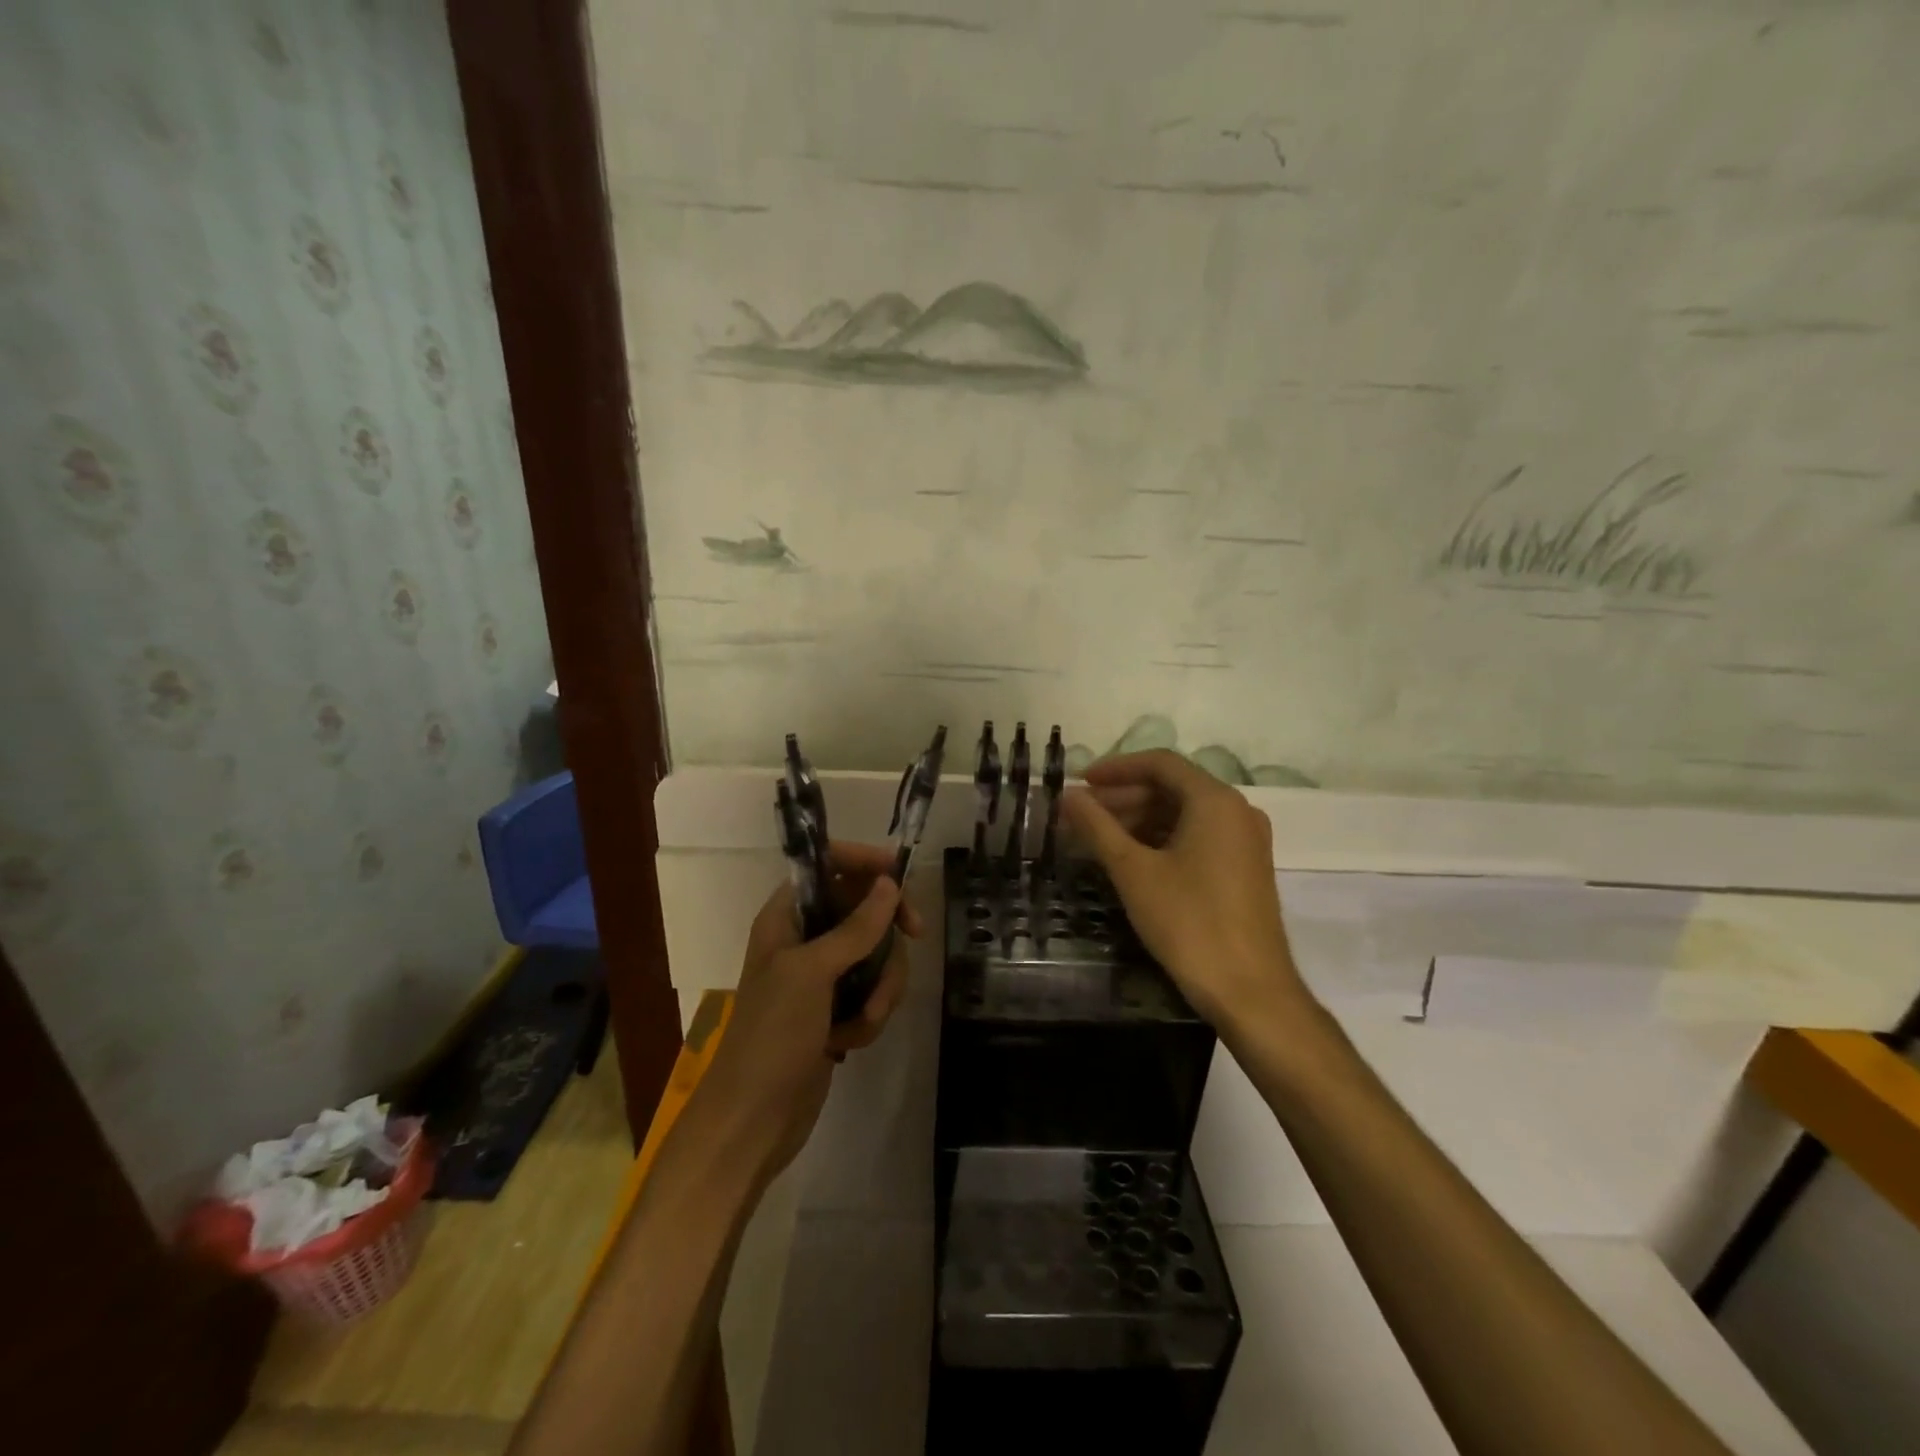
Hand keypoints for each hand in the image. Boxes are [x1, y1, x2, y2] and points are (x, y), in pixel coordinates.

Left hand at [697, 842, 921, 1186]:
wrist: (753, 1121)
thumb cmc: (772, 1035)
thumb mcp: (812, 973)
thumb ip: (855, 927)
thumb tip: (889, 883)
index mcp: (786, 917)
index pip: (828, 865)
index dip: (863, 863)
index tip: (900, 877)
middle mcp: (804, 939)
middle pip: (864, 908)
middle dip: (886, 936)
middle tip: (914, 937)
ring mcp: (822, 977)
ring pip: (877, 954)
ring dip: (881, 986)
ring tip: (863, 1020)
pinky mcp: (836, 1010)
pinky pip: (873, 992)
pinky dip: (870, 1015)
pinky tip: (849, 1042)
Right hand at [1062, 750, 1305, 1029]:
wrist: (1250, 991)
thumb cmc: (1189, 923)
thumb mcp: (1133, 872)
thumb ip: (1097, 827)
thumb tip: (1067, 796)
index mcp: (1215, 801)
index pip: (1160, 763)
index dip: (1115, 769)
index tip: (1080, 783)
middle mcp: (1237, 811)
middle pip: (1172, 787)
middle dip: (1123, 798)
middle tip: (1081, 816)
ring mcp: (1245, 841)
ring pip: (1184, 814)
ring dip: (1139, 820)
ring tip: (1097, 839)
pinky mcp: (1245, 868)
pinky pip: (1198, 837)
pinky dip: (1161, 840)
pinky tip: (1130, 860)